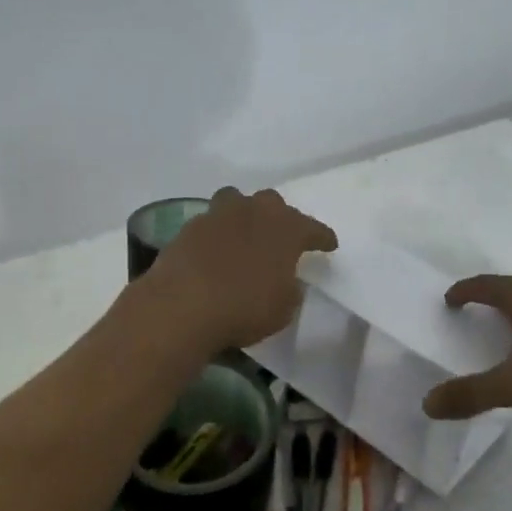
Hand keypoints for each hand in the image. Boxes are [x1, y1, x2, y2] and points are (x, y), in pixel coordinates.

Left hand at [146, 187, 337, 349]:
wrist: (182, 307)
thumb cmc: (244, 309)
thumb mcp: (283, 308)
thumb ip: (289, 288)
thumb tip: (286, 280)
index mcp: (286, 229)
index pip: (313, 228)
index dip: (323, 237)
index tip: (329, 245)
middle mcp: (254, 212)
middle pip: (273, 203)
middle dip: (280, 218)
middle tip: (282, 237)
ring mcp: (218, 215)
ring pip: (236, 201)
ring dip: (244, 214)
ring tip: (244, 233)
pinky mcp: (189, 227)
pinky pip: (210, 222)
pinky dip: (217, 234)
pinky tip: (215, 251)